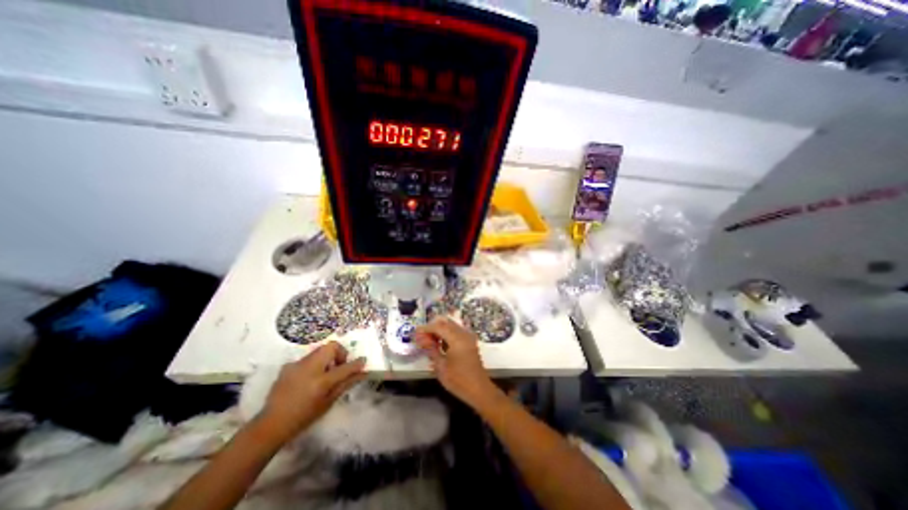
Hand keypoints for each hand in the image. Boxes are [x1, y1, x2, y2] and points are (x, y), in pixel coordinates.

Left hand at [255, 342, 363, 440]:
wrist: (271, 425)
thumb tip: (363, 372)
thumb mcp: (329, 402)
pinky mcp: (288, 366)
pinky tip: (309, 378)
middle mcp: (309, 368)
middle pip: (331, 346)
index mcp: (321, 381)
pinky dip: (314, 364)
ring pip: (319, 351)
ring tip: (324, 373)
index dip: (356, 363)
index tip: (363, 361)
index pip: (345, 367)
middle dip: (339, 353)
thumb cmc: (304, 417)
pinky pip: (307, 358)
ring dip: (327, 357)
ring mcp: (297, 365)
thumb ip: (346, 383)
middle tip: (339, 366)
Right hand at [414, 319, 498, 405]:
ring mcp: (468, 337)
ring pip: (451, 325)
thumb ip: (431, 349)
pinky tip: (439, 344)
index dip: (426, 328)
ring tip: (428, 341)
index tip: (415, 332)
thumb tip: (422, 339)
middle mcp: (463, 334)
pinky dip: (446, 333)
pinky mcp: (470, 341)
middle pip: (446, 322)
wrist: (479, 389)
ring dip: (439, 329)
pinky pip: (456, 331)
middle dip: (432, 327)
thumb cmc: (458, 380)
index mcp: (456, 339)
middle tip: (422, 336)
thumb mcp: (441, 367)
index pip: (438, 326)